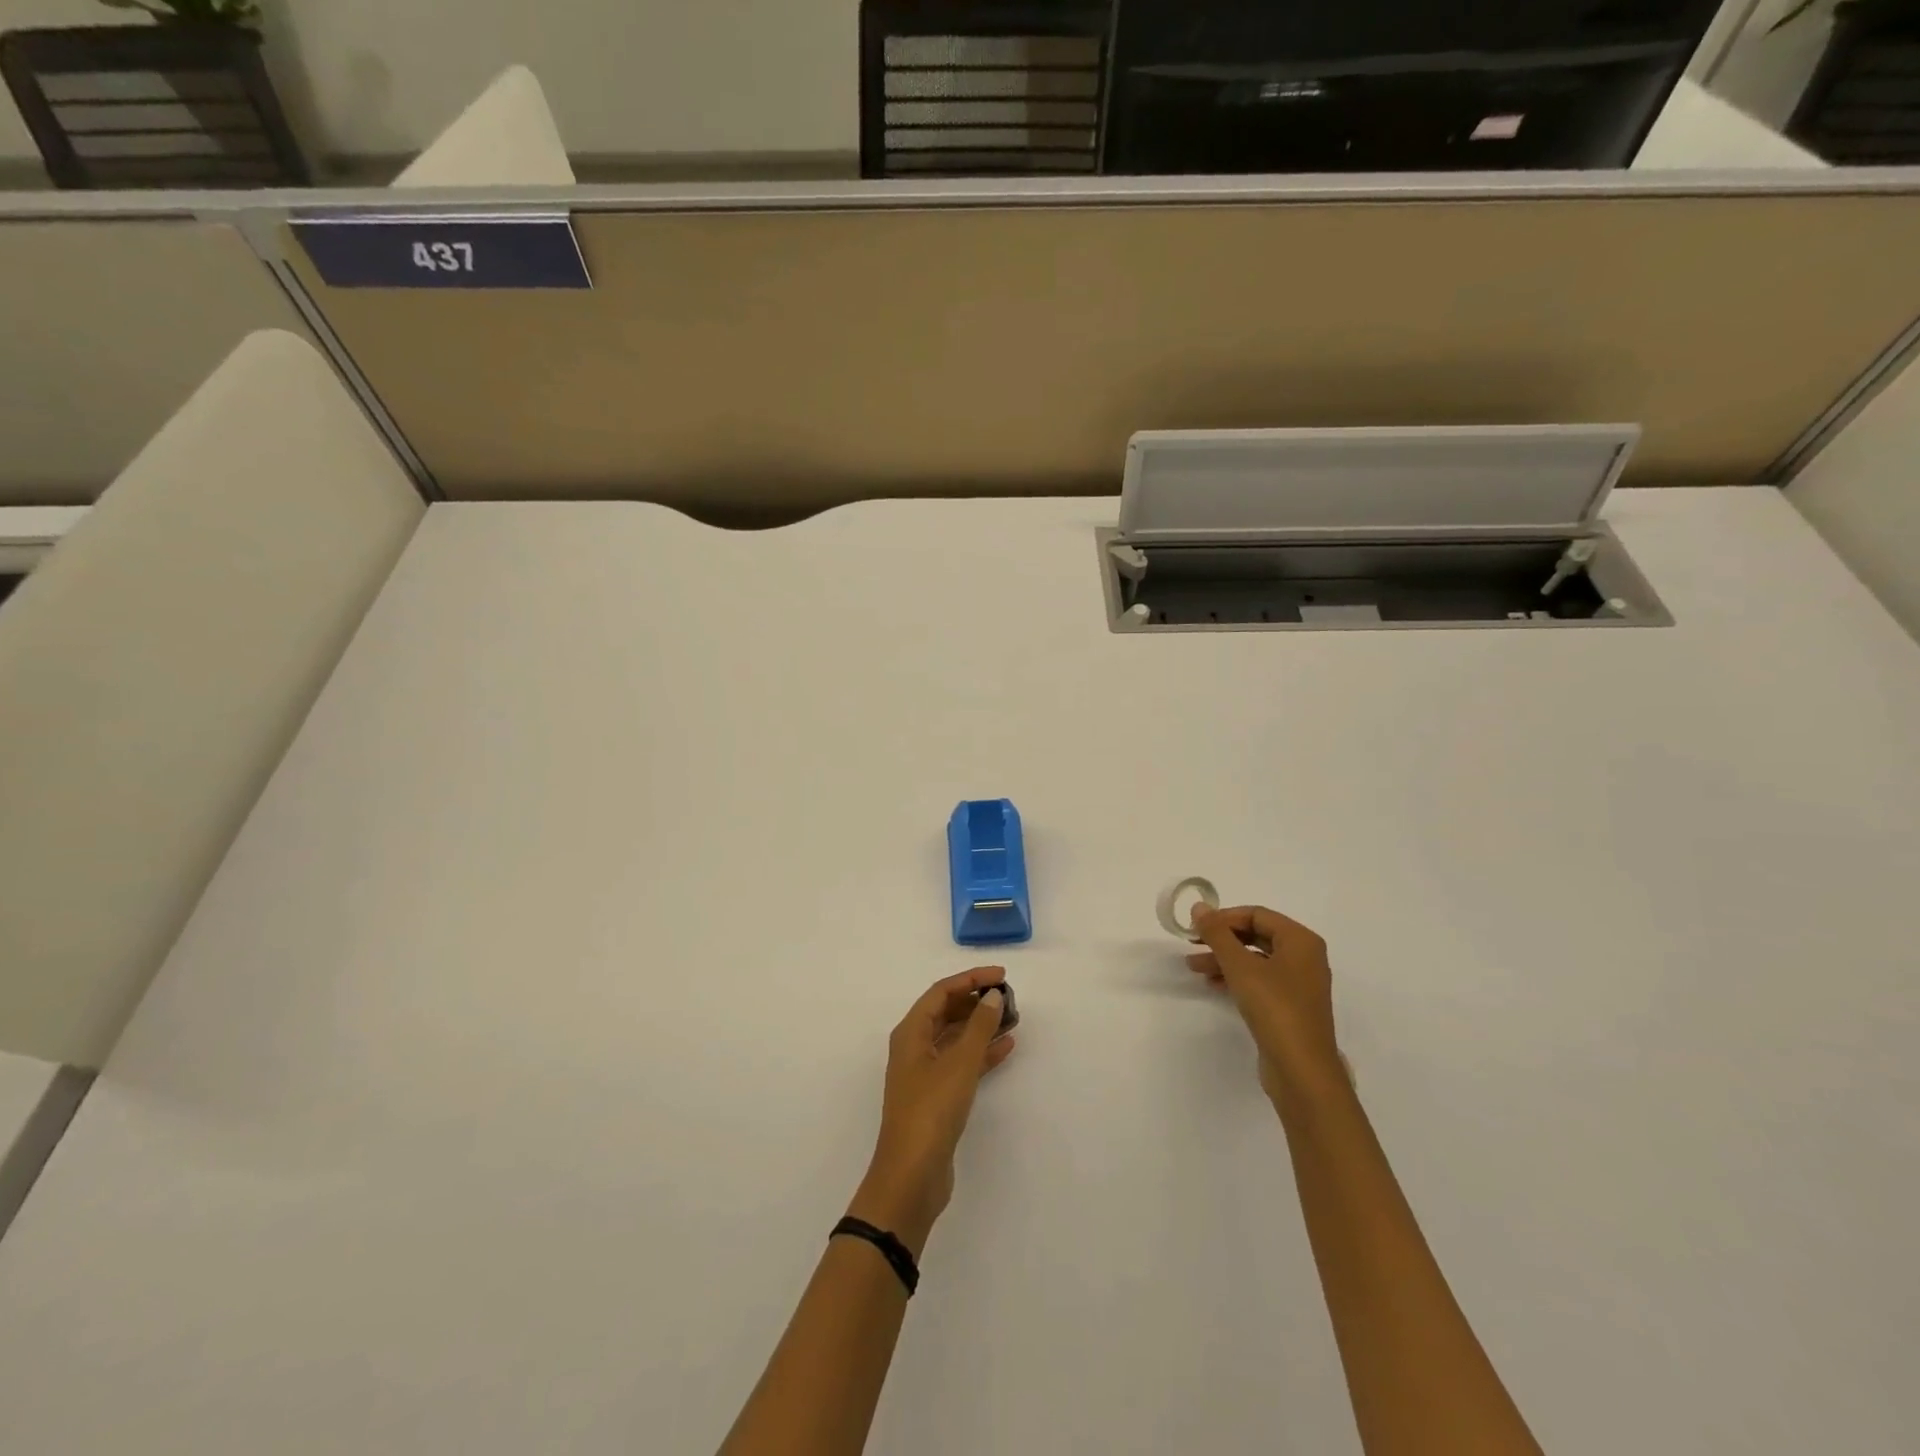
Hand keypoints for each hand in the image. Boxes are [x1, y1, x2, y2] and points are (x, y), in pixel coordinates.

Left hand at [847, 966, 1015, 1256]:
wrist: (912, 1175)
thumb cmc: (931, 1110)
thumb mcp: (959, 1063)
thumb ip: (979, 1026)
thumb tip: (993, 995)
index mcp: (910, 1032)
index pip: (941, 991)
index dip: (971, 979)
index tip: (1002, 976)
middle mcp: (914, 1047)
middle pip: (946, 1011)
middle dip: (976, 1001)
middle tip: (1008, 998)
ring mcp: (924, 1073)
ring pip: (955, 1037)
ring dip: (981, 1026)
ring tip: (1012, 1018)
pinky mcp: (937, 1096)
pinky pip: (961, 1062)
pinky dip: (981, 1052)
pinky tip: (1006, 1047)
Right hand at [1188, 904, 1343, 1104]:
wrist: (1301, 1070)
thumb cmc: (1274, 1008)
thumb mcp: (1239, 966)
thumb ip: (1217, 934)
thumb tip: (1199, 906)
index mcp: (1301, 940)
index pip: (1256, 914)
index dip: (1224, 918)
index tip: (1195, 928)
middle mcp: (1304, 957)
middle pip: (1256, 935)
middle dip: (1222, 940)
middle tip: (1192, 945)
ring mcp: (1299, 983)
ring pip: (1256, 959)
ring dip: (1224, 959)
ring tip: (1193, 967)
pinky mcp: (1291, 1006)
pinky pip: (1260, 980)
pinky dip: (1236, 978)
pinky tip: (1213, 984)